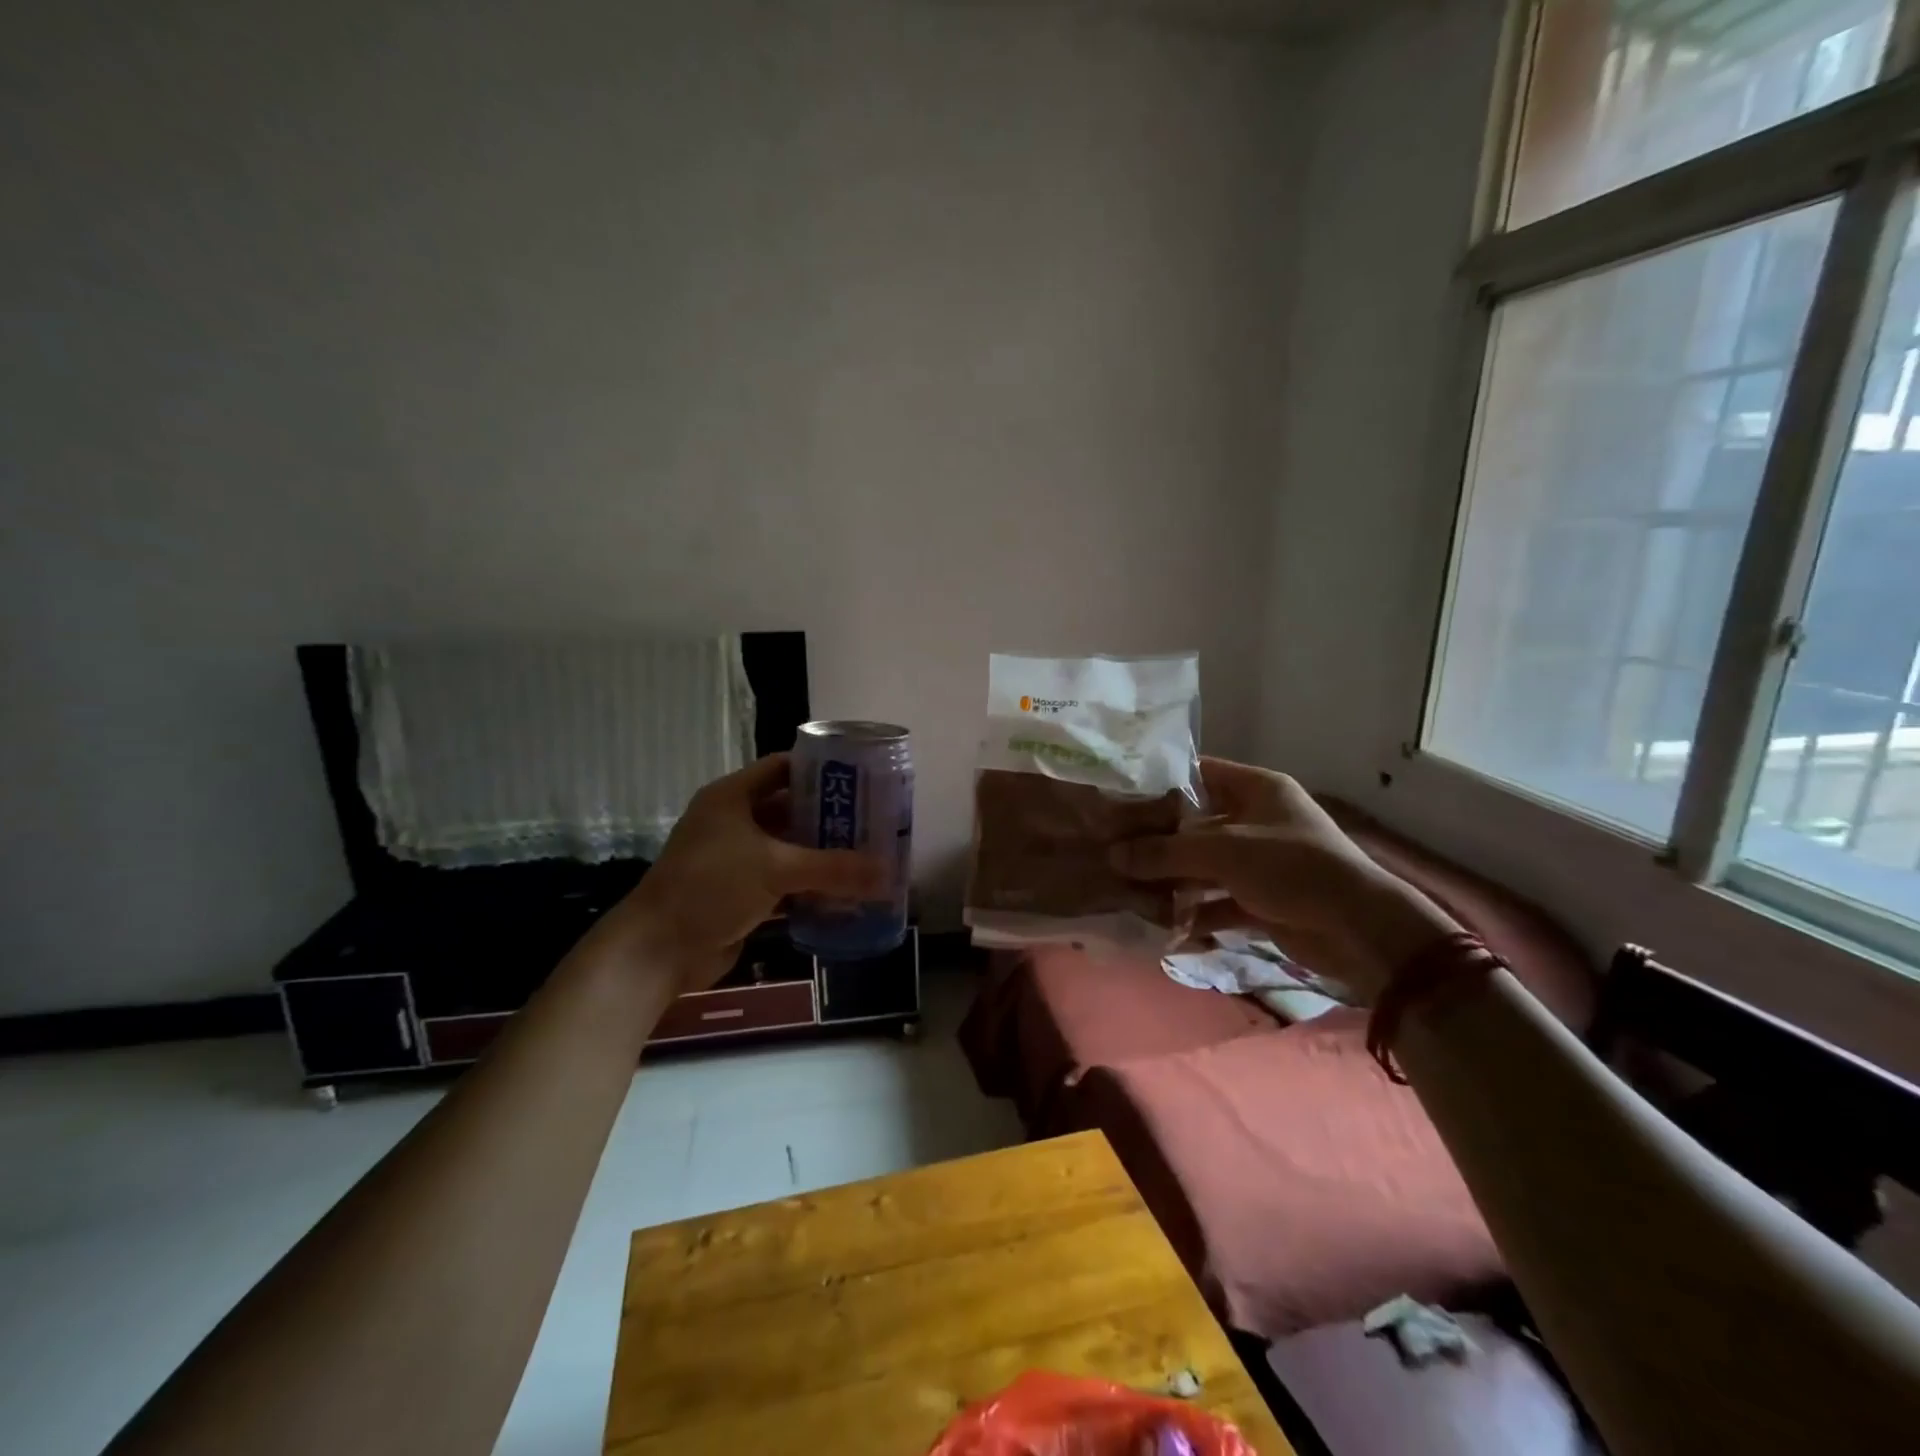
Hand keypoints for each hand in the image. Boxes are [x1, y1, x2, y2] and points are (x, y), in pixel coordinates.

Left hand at [587, 754, 885, 994]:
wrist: (657, 950)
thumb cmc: (711, 888)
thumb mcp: (775, 869)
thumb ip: (834, 869)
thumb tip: (890, 875)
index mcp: (732, 798)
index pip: (782, 767)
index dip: (819, 769)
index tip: (861, 777)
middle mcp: (733, 822)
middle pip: (790, 809)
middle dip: (829, 817)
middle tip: (873, 821)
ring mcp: (735, 860)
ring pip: (788, 849)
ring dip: (821, 855)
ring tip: (867, 855)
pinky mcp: (739, 893)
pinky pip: (782, 882)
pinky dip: (808, 887)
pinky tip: (843, 893)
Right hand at [1109, 756, 1456, 1002]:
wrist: (1359, 930)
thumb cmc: (1292, 868)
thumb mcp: (1223, 852)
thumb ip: (1166, 852)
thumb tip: (1113, 855)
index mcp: (1257, 789)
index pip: (1199, 773)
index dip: (1160, 783)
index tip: (1120, 797)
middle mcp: (1257, 820)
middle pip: (1196, 824)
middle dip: (1158, 840)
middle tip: (1113, 847)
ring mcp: (1260, 862)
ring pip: (1204, 866)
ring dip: (1172, 880)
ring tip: (1128, 888)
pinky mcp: (1262, 901)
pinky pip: (1217, 901)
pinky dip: (1194, 913)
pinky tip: (1161, 924)